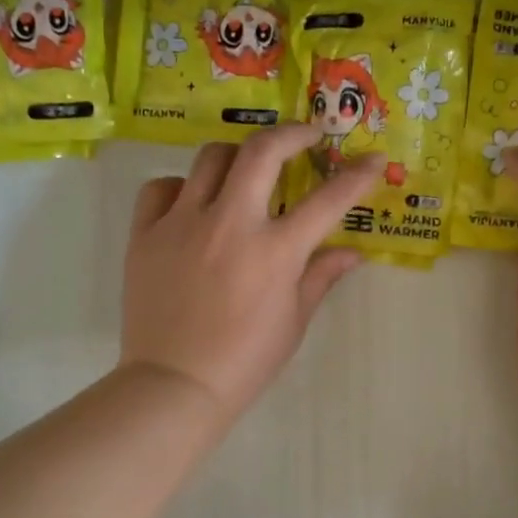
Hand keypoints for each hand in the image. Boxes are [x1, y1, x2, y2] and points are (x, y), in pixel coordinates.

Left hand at [120, 126, 384, 419]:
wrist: (175, 385)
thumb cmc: (244, 361)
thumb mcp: (293, 321)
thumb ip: (321, 277)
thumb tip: (353, 253)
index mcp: (274, 251)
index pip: (327, 200)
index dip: (357, 175)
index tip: (373, 159)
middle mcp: (229, 224)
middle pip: (261, 152)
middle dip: (292, 133)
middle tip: (306, 136)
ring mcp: (181, 224)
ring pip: (210, 158)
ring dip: (236, 156)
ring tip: (246, 170)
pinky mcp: (144, 234)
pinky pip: (160, 188)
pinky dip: (180, 187)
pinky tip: (191, 205)